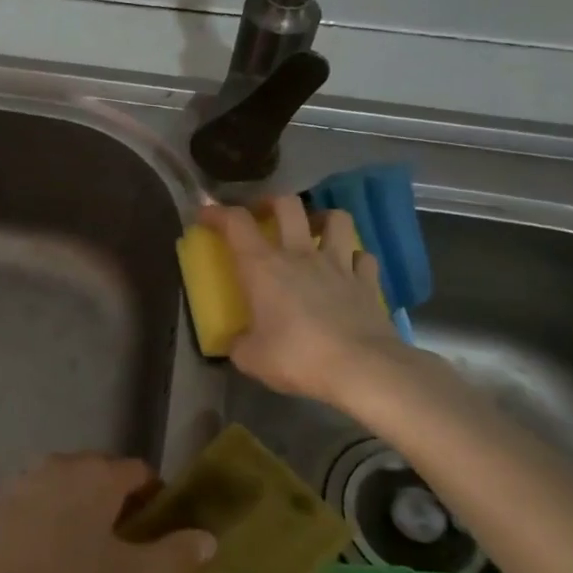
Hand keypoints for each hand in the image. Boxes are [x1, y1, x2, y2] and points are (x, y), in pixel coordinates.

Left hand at [0, 453, 216, 572]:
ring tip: (85, 548)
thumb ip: (172, 558)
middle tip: (124, 543)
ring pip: (71, 483)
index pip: (140, 471)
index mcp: (102, 474)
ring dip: (84, 506)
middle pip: (105, 473)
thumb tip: (210, 541)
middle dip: (120, 501)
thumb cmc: (62, 571)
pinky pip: (42, 495)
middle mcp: (68, 462)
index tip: (158, 528)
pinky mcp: (4, 490)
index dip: (155, 496)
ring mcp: (32, 473)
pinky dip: (53, 513)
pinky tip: (45, 548)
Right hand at [197, 196, 407, 408]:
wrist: (362, 369)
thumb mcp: (251, 358)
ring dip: (321, 219)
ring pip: (335, 219)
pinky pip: (362, 256)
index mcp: (263, 267)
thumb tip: (237, 342)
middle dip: (271, 203)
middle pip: (287, 205)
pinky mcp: (367, 282)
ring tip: (313, 232)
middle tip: (263, 216)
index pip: (235, 222)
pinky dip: (353, 258)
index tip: (205, 215)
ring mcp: (338, 264)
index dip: (217, 212)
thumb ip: (239, 344)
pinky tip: (347, 269)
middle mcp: (299, 254)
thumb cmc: (298, 357)